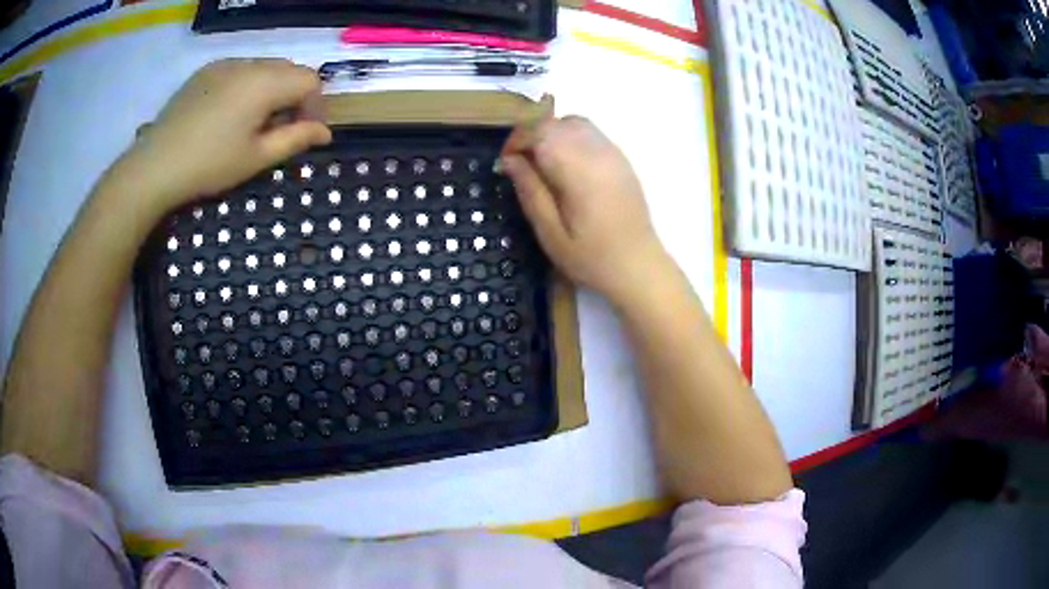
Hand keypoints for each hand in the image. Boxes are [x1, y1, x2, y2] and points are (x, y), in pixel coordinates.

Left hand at [104, 58, 331, 215]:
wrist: (154, 166)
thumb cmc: (208, 166)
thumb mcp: (256, 158)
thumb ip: (295, 139)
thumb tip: (325, 132)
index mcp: (265, 83)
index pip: (310, 80)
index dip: (315, 106)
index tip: (305, 133)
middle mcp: (249, 63)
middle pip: (289, 69)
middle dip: (294, 96)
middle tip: (280, 129)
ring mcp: (224, 64)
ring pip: (264, 67)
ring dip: (271, 89)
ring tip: (252, 122)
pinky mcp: (205, 71)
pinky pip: (239, 69)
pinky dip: (247, 85)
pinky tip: (229, 113)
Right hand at [500, 115, 666, 305]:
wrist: (639, 266)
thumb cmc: (591, 257)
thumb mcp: (550, 233)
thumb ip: (530, 191)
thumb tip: (510, 161)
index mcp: (578, 169)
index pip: (539, 132)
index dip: (516, 141)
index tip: (505, 164)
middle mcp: (597, 152)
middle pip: (556, 122)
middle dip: (531, 135)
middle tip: (519, 164)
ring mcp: (613, 153)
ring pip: (574, 123)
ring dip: (551, 134)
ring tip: (541, 162)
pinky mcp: (621, 159)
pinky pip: (591, 133)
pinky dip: (570, 138)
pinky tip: (566, 165)